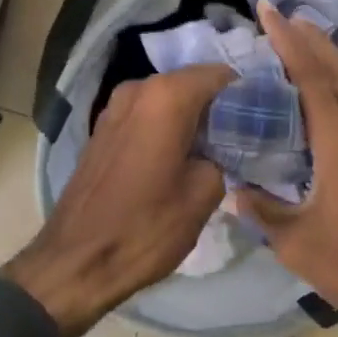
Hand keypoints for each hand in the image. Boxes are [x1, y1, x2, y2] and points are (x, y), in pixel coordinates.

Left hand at [4, 64, 234, 336]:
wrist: (76, 261)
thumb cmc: (145, 227)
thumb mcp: (203, 195)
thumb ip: (223, 156)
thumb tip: (219, 150)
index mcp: (167, 96)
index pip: (221, 74)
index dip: (244, 94)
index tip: (261, 118)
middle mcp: (138, 88)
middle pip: (192, 84)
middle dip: (218, 106)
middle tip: (242, 136)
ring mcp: (115, 107)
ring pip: (168, 100)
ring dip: (191, 118)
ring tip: (213, 149)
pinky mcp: (102, 128)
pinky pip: (146, 115)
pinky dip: (165, 128)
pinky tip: (179, 157)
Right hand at [238, 2, 337, 336]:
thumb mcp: (295, 241)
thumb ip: (262, 210)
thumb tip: (233, 190)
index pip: (313, 79)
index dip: (289, 42)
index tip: (268, 12)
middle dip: (310, 37)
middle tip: (281, 14)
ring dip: (328, 55)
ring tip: (301, 38)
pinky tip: (325, 89)